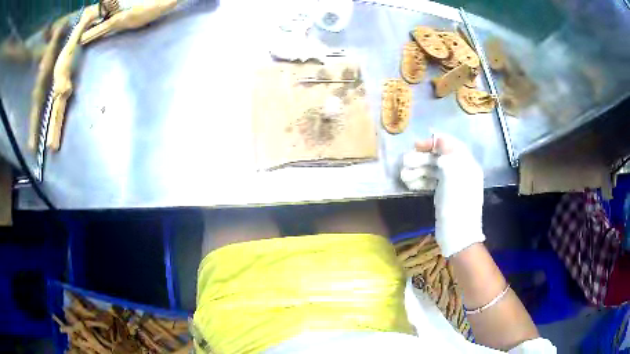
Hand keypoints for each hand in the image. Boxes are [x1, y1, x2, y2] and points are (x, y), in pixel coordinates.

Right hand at [400, 134, 484, 256]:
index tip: (416, 146)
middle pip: (439, 157)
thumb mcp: (453, 174)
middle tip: (405, 162)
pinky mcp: (445, 195)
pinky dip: (421, 181)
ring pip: (434, 170)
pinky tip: (410, 184)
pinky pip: (432, 182)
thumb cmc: (457, 203)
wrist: (458, 235)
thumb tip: (439, 142)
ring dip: (418, 170)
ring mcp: (452, 184)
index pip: (450, 144)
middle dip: (422, 158)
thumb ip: (447, 154)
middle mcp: (460, 171)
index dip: (433, 142)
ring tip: (403, 175)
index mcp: (466, 164)